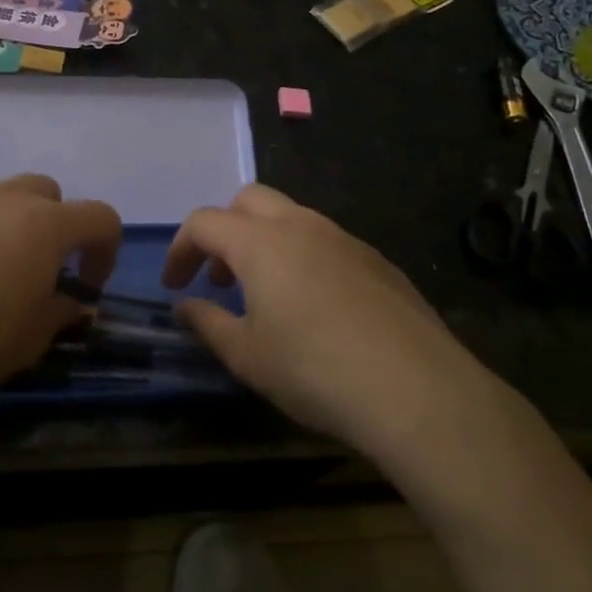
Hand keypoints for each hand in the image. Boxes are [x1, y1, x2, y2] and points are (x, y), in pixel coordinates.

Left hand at [0, 174, 120, 407]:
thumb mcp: (31, 340)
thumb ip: (58, 314)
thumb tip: (67, 303)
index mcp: (46, 225)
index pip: (100, 218)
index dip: (105, 250)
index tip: (87, 285)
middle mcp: (6, 198)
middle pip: (47, 192)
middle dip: (54, 224)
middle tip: (38, 268)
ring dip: (7, 221)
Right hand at [163, 185, 498, 453]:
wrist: (416, 390)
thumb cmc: (315, 370)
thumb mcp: (248, 356)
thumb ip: (208, 323)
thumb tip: (184, 307)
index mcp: (261, 242)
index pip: (204, 222)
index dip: (181, 250)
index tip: (175, 285)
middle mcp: (301, 225)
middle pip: (249, 201)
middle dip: (224, 230)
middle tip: (220, 279)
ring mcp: (344, 238)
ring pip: (291, 217)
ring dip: (265, 242)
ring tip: (265, 295)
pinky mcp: (378, 260)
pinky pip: (326, 241)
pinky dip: (303, 257)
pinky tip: (316, 307)